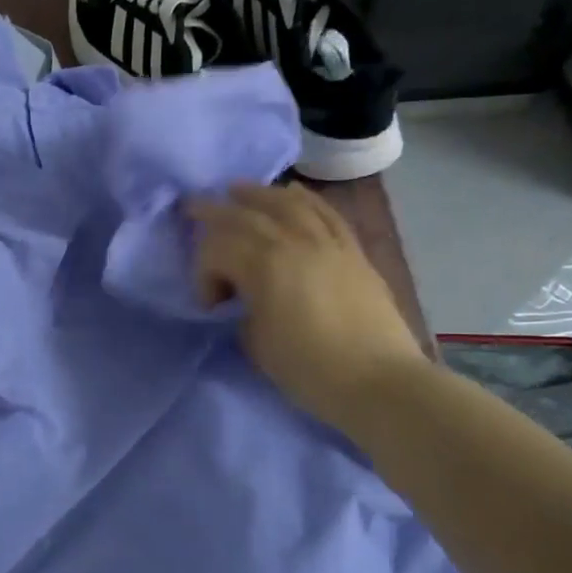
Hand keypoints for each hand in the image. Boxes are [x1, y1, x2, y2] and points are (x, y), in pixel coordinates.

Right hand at [186, 182, 425, 427]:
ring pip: (287, 203)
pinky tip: (291, 193)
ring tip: (237, 190)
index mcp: (265, 265)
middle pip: (246, 214)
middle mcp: (295, 241)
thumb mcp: (256, 344)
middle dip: (214, 212)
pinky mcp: (352, 251)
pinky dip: (303, 199)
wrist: (378, 381)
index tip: (211, 305)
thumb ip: (244, 311)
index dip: (203, 271)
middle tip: (192, 208)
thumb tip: (247, 299)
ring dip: (257, 194)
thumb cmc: (310, 370)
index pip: (218, 248)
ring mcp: (328, 242)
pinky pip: (325, 212)